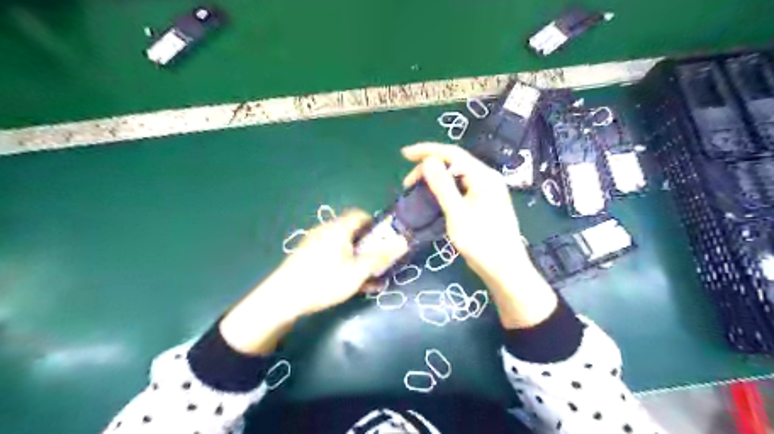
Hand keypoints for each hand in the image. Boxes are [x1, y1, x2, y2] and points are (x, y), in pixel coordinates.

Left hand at [220, 208, 383, 353]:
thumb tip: (404, 241)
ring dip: (357, 258)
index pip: (360, 214)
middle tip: (376, 264)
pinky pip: (331, 254)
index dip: (375, 225)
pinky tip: (347, 283)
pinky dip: (343, 263)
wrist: (282, 298)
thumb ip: (380, 257)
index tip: (383, 243)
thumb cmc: (323, 282)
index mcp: (338, 228)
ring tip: (365, 279)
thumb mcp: (357, 272)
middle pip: (352, 231)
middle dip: (368, 246)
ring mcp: (313, 243)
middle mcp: (325, 230)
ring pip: (343, 245)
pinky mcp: (306, 255)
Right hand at [399, 142, 556, 327]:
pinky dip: (443, 190)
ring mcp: (485, 192)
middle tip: (408, 184)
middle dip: (429, 167)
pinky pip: (460, 189)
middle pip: (454, 163)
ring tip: (416, 189)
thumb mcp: (457, 214)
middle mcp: (486, 179)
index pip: (453, 153)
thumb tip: (428, 161)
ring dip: (435, 179)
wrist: (504, 270)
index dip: (427, 151)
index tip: (404, 155)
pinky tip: (433, 198)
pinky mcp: (482, 204)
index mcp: (484, 177)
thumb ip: (443, 186)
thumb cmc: (482, 243)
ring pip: (456, 177)